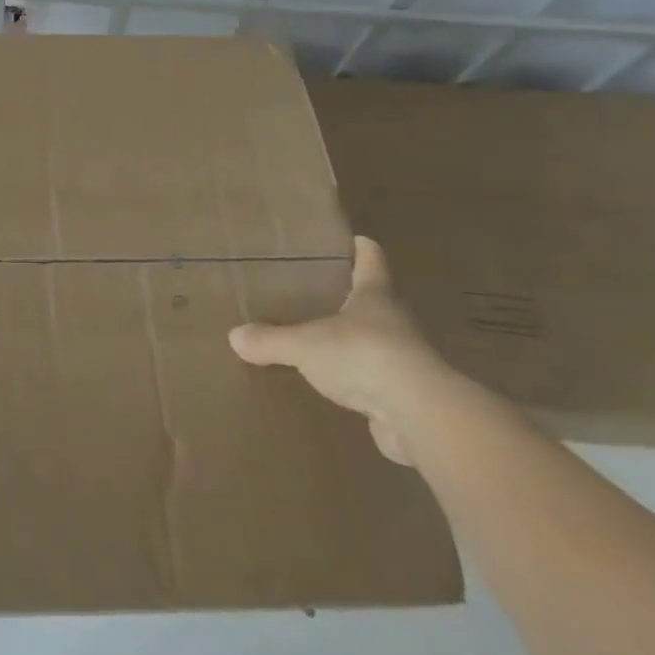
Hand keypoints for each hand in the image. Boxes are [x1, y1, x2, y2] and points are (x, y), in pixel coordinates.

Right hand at [229, 236, 449, 464]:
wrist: (419, 415)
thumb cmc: (363, 356)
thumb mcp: (304, 345)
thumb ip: (271, 340)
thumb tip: (235, 336)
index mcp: (375, 296)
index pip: (372, 261)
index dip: (363, 249)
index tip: (356, 239)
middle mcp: (396, 322)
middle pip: (377, 302)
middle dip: (354, 298)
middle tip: (322, 294)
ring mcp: (406, 360)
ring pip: (378, 343)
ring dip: (358, 343)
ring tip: (325, 344)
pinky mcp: (409, 398)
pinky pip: (378, 383)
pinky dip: (361, 383)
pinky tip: (340, 390)